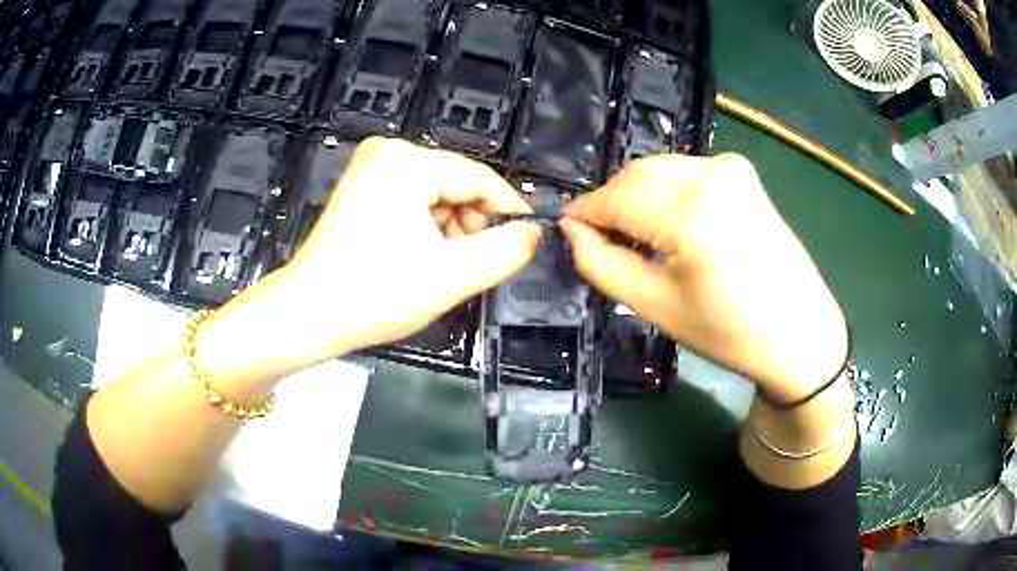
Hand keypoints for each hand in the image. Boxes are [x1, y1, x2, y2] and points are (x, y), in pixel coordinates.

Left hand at [200, 138, 539, 379]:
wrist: (307, 315)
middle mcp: (387, 153)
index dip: (508, 210)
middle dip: (472, 224)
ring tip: (445, 268)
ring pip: (436, 195)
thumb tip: (534, 233)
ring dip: (450, 230)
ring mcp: (370, 169)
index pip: (477, 177)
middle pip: (455, 184)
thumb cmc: (375, 294)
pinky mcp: (361, 188)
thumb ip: (505, 251)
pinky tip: (422, 258)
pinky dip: (426, 228)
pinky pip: (412, 201)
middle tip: (477, 264)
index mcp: (406, 161)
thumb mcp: (451, 275)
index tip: (528, 239)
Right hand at [560, 154, 847, 402]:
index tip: (568, 231)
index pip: (614, 197)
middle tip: (603, 241)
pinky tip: (672, 224)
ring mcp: (731, 168)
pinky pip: (685, 172)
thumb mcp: (655, 305)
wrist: (799, 331)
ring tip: (638, 237)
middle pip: (635, 175)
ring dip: (637, 196)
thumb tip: (571, 230)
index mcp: (691, 213)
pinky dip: (665, 191)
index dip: (585, 213)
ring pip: (659, 169)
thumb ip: (601, 263)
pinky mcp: (742, 173)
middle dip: (611, 203)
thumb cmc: (728, 332)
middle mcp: (711, 174)